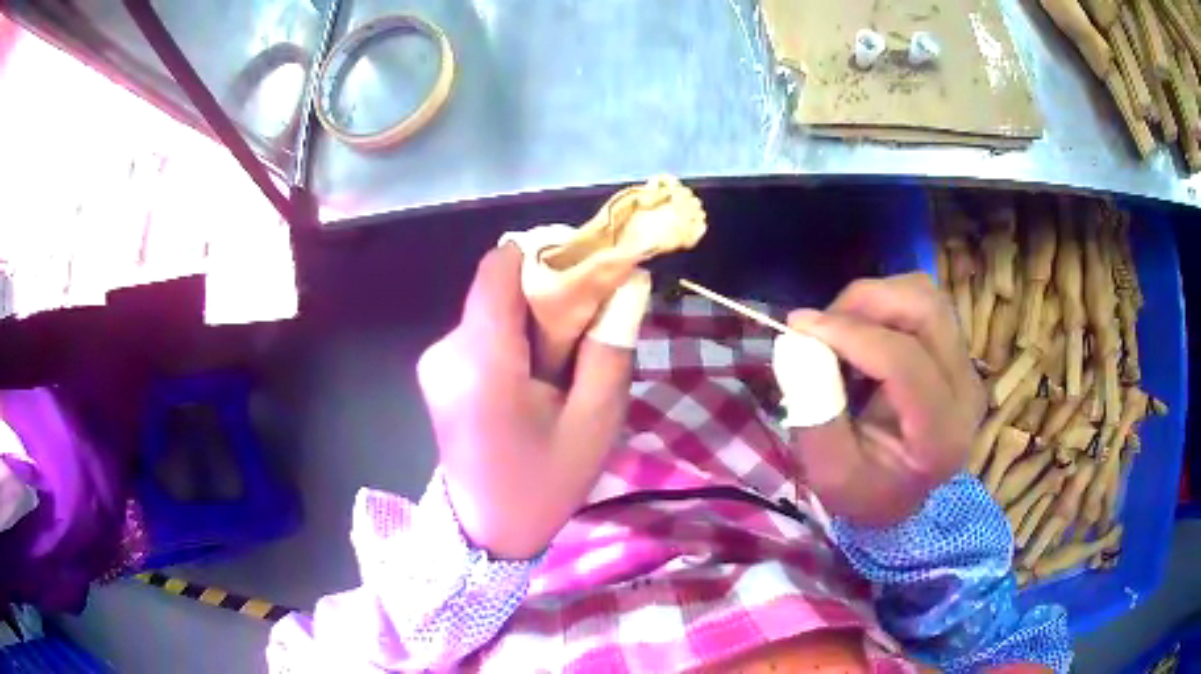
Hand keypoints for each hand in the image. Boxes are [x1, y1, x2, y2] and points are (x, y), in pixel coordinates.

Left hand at [416, 244, 636, 558]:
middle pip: (500, 288)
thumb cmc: (545, 483)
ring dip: (533, 324)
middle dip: (547, 297)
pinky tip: (532, 382)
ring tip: (560, 370)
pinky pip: (482, 333)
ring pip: (493, 310)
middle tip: (586, 334)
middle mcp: (446, 350)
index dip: (544, 253)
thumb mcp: (595, 423)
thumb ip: (610, 347)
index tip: (586, 270)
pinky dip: (514, 342)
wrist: (487, 532)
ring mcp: (435, 361)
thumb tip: (626, 283)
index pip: (500, 267)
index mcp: (482, 363)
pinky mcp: (435, 371)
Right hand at [785, 274, 985, 527]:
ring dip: (876, 300)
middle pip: (926, 310)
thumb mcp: (829, 472)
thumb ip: (814, 413)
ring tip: (842, 329)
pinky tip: (863, 334)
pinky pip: (923, 304)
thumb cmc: (863, 490)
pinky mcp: (957, 352)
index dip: (851, 334)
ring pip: (926, 297)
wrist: (899, 497)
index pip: (904, 361)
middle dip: (866, 303)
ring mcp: (966, 368)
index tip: (800, 328)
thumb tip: (798, 342)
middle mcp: (966, 393)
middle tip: (822, 325)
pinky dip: (885, 305)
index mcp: (940, 435)